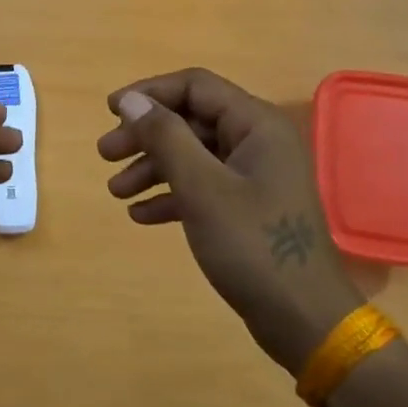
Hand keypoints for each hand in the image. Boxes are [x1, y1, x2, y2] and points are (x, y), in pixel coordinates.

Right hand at [98, 68, 363, 374]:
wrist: (303, 319)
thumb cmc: (252, 245)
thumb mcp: (201, 187)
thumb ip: (165, 137)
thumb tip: (131, 101)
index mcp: (256, 125)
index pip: (196, 87)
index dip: (150, 93)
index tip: (110, 111)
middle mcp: (257, 142)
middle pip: (191, 121)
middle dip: (145, 136)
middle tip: (105, 155)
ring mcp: (254, 176)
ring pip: (193, 155)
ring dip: (152, 168)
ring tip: (115, 191)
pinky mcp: (248, 208)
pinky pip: (203, 187)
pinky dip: (171, 195)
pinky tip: (140, 215)